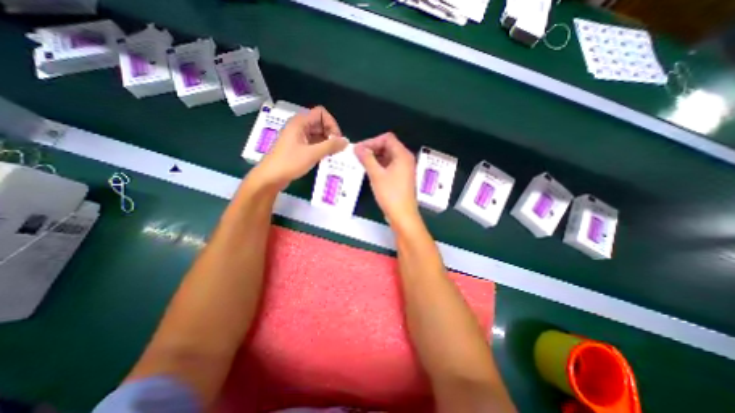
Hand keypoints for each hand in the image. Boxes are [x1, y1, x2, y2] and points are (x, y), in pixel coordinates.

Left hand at [254, 107, 347, 190]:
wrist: (271, 177)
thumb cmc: (290, 163)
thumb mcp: (312, 154)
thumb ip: (330, 146)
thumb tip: (346, 141)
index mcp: (300, 122)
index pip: (321, 113)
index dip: (331, 124)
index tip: (337, 140)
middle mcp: (299, 126)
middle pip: (320, 123)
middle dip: (331, 134)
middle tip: (337, 149)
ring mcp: (298, 137)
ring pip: (318, 134)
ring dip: (327, 143)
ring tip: (333, 155)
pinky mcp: (298, 147)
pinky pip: (313, 143)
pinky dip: (321, 148)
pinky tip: (326, 158)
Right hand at [354, 133, 418, 225]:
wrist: (402, 215)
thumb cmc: (390, 194)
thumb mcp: (376, 175)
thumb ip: (366, 158)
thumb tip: (357, 147)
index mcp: (402, 154)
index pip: (387, 138)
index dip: (372, 141)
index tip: (359, 149)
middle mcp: (405, 159)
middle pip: (388, 146)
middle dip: (372, 149)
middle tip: (358, 156)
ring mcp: (404, 168)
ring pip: (388, 156)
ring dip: (375, 157)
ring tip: (361, 163)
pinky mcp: (401, 177)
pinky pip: (389, 165)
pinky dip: (379, 165)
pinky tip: (370, 171)